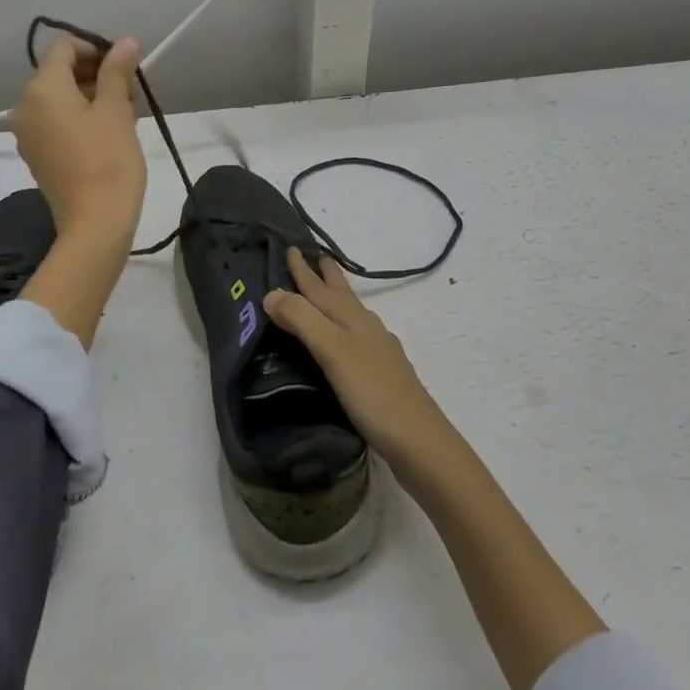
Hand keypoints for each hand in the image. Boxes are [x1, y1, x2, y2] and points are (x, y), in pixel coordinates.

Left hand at [13, 34, 146, 244]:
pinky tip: (108, 134)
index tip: (125, 66)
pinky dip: (79, 118)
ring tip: (126, 115)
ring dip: (92, 97)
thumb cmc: (108, 160)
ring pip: (60, 99)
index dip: (96, 48)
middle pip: (60, 73)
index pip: (65, 48)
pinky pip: (56, 122)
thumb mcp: (116, 109)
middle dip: (97, 75)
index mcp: (42, 89)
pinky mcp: (36, 154)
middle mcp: (25, 106)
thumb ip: (117, 70)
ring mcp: (27, 133)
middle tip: (131, 93)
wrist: (94, 222)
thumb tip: (125, 41)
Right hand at [263, 248, 453, 470]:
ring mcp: (379, 352)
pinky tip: (347, 342)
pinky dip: (345, 329)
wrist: (419, 442)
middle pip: (342, 296)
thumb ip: (302, 320)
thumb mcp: (332, 351)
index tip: (291, 248)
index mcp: (353, 320)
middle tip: (317, 256)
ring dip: (337, 299)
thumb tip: (271, 293)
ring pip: (352, 315)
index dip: (303, 271)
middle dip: (327, 277)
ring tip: (329, 291)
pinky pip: (358, 338)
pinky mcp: (382, 376)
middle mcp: (367, 329)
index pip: (320, 289)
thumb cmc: (372, 393)